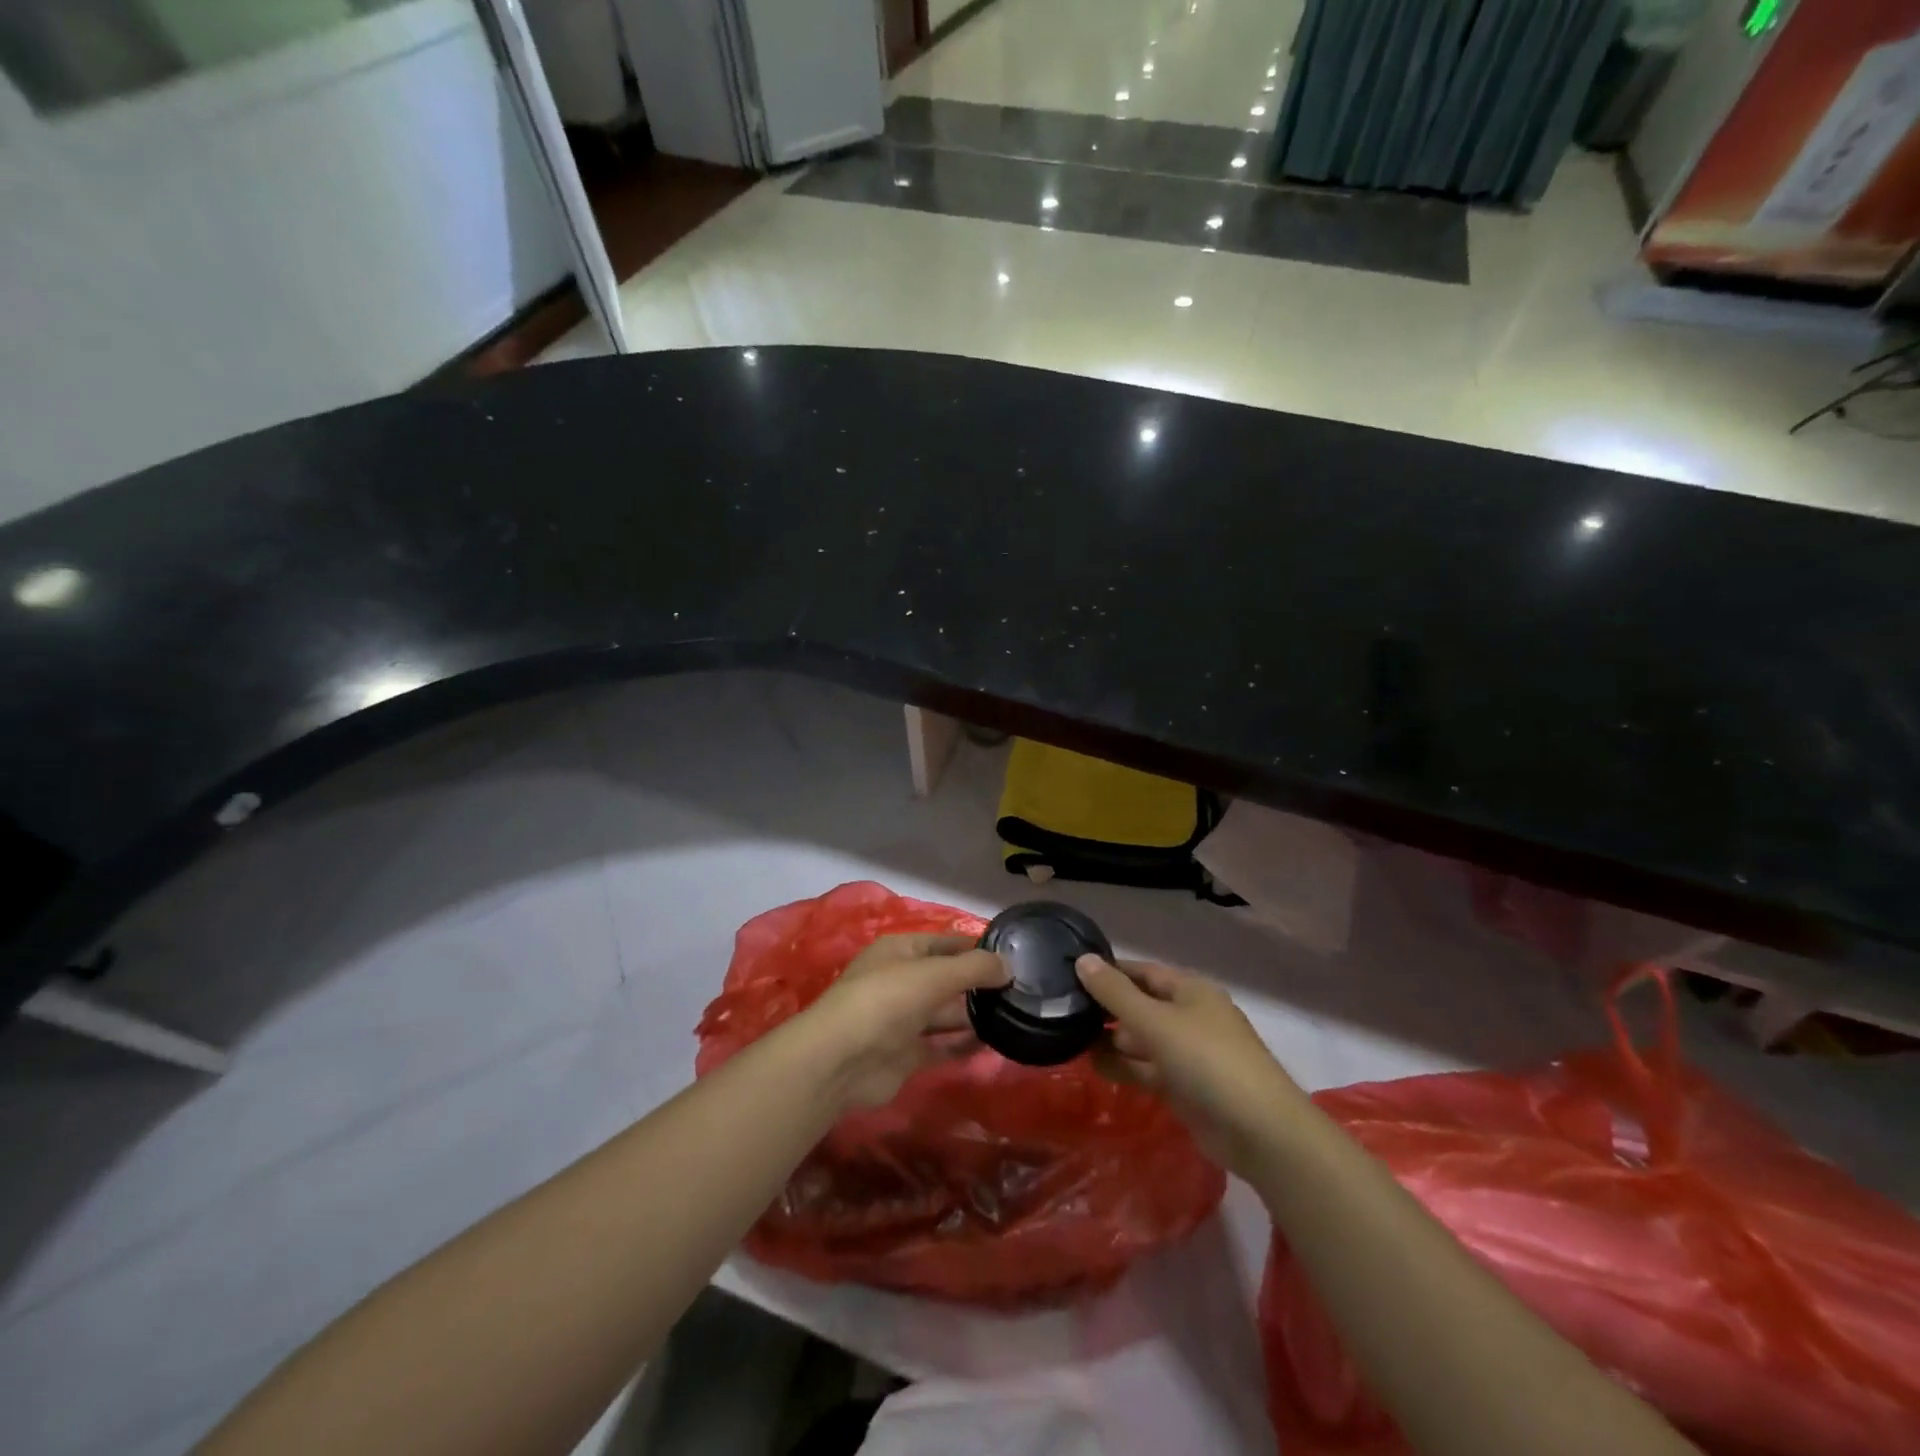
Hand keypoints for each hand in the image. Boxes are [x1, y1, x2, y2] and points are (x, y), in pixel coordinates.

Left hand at [799, 933, 1008, 1108]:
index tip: (1011, 955)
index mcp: (900, 951)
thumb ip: (975, 968)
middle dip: (977, 983)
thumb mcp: (935, 974)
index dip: (974, 947)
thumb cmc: (887, 999)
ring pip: (944, 1013)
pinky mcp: (905, 1054)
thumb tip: (1009, 965)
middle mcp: (901, 981)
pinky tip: (993, 1043)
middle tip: (1020, 989)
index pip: (944, 943)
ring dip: (973, 1014)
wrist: (841, 1060)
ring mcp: (901, 1019)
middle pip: (945, 978)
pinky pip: (940, 1045)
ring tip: (1013, 1014)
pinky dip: (963, 1044)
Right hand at [1076, 955, 1309, 1178]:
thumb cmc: (1208, 1061)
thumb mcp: (1156, 1022)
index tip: (1069, 974)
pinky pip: (1146, 1069)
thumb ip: (1116, 993)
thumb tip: (1082, 960)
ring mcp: (1188, 1054)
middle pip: (1140, 1005)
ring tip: (1067, 1039)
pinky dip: (1122, 1066)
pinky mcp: (1184, 1087)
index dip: (1108, 972)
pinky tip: (1092, 1066)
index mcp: (1190, 990)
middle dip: (1105, 1009)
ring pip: (1141, 1039)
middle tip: (1060, 1010)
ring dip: (1110, 1040)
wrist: (1261, 1132)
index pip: (1141, 972)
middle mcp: (1189, 1016)